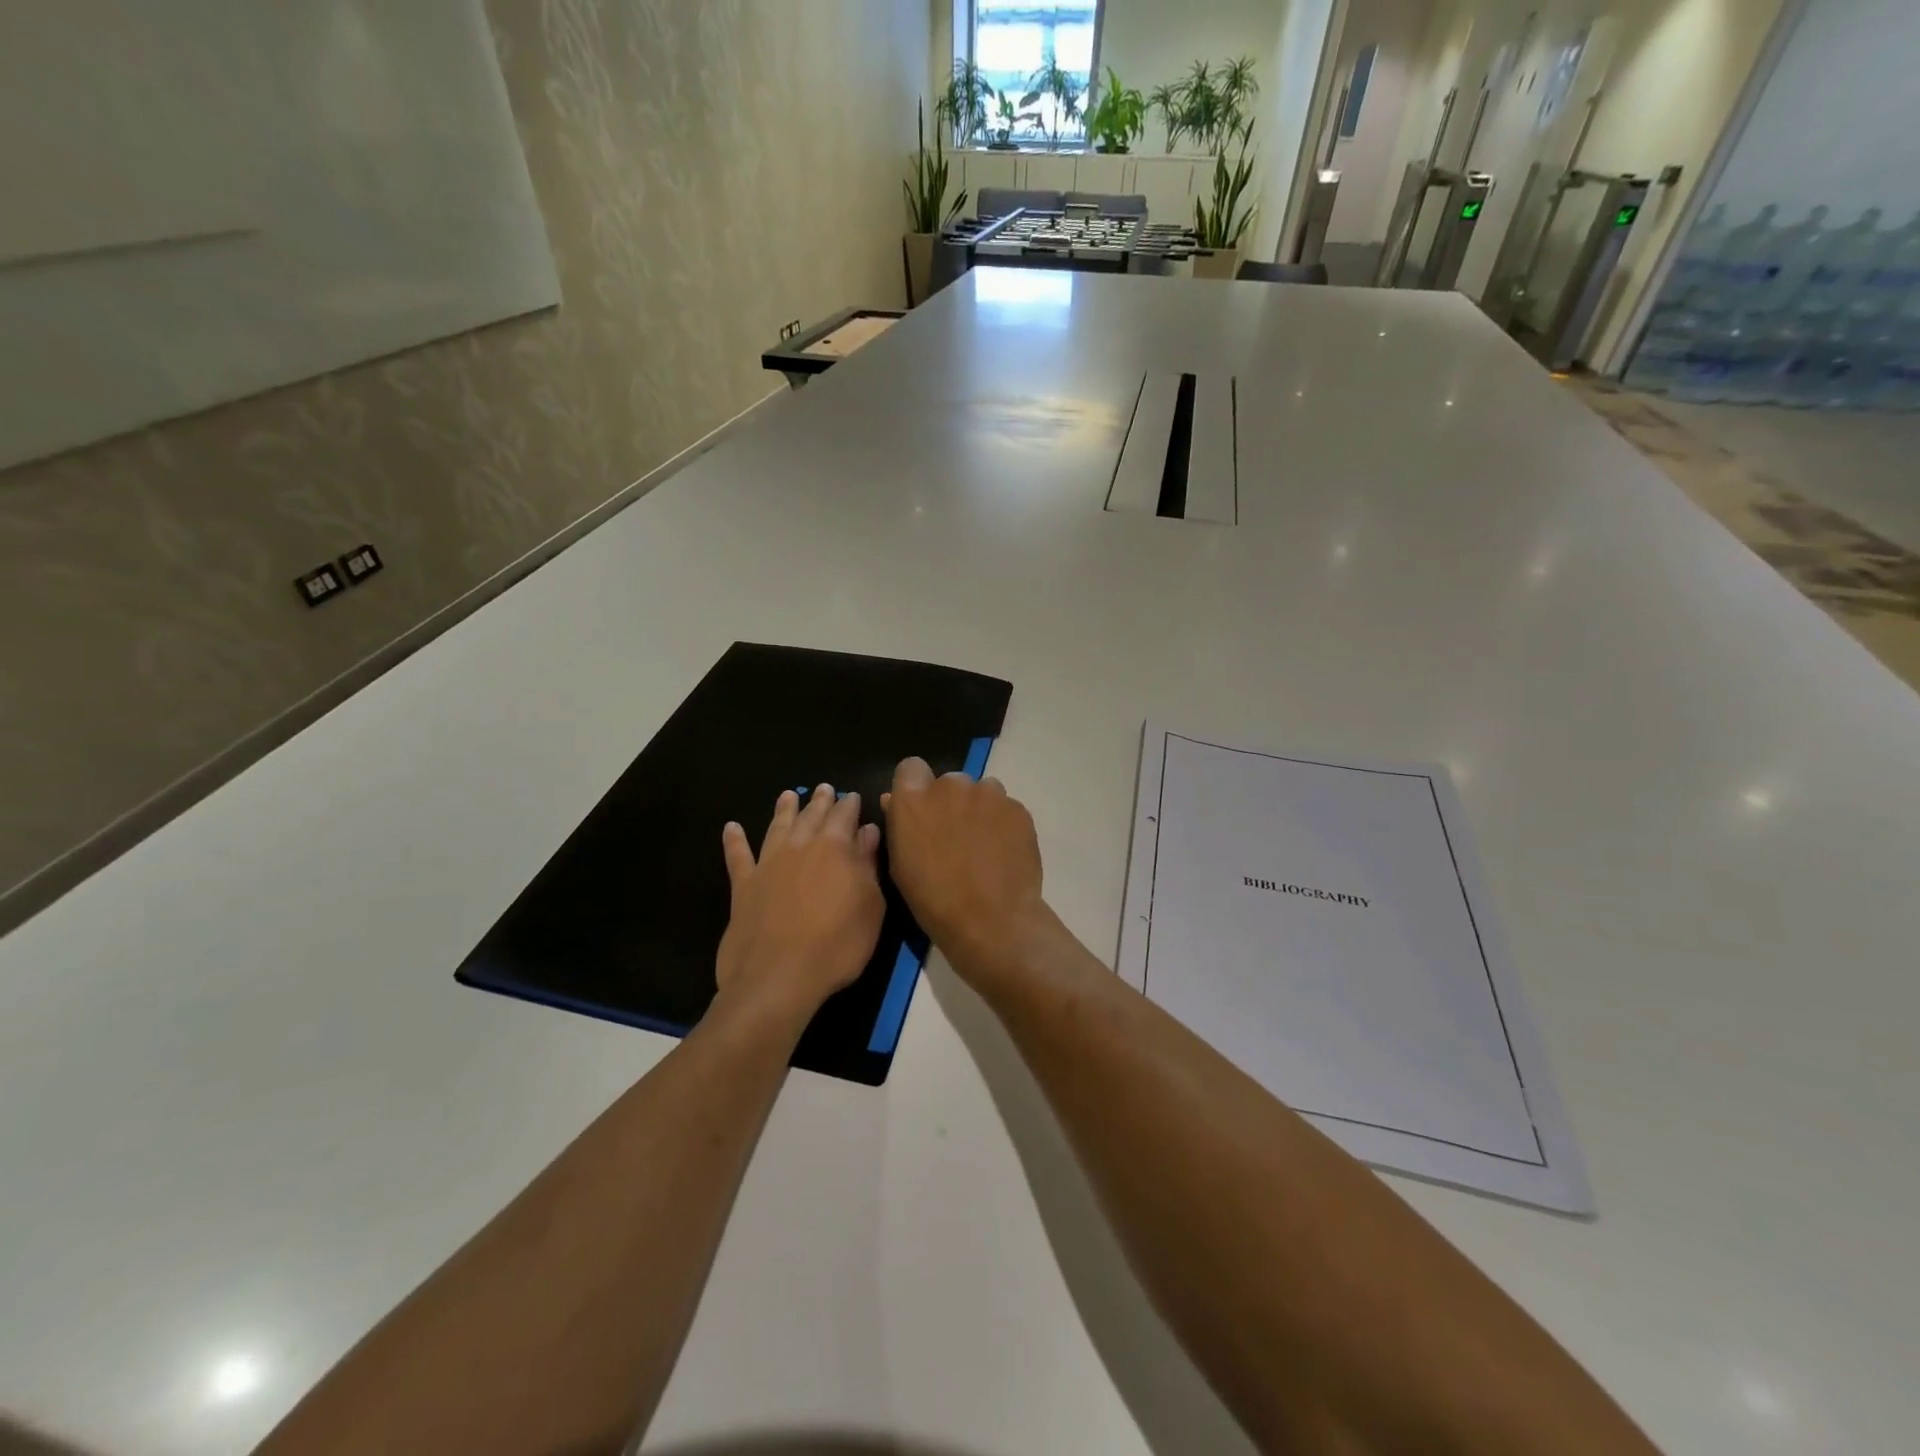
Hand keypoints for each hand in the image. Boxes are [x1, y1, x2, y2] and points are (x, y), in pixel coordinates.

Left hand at [715, 786, 883, 1026]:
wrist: (778, 978)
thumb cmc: (837, 945)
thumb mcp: (870, 907)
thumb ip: (868, 865)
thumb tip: (868, 831)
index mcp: (835, 848)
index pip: (845, 815)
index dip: (850, 804)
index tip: (853, 797)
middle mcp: (800, 846)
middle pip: (811, 815)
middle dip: (820, 801)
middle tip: (824, 788)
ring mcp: (768, 864)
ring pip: (777, 826)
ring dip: (784, 809)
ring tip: (788, 795)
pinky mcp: (743, 886)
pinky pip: (738, 856)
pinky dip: (734, 841)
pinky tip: (731, 828)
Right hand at [881, 757, 1047, 978]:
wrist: (992, 921)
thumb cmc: (934, 900)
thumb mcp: (901, 865)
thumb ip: (899, 824)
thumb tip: (895, 801)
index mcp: (914, 798)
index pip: (911, 768)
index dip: (915, 787)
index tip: (921, 812)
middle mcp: (951, 785)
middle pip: (949, 782)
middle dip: (950, 803)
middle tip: (954, 837)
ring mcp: (988, 794)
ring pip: (981, 792)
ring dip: (979, 810)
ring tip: (983, 847)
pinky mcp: (1018, 808)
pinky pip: (1006, 808)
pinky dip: (1003, 824)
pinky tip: (1003, 854)